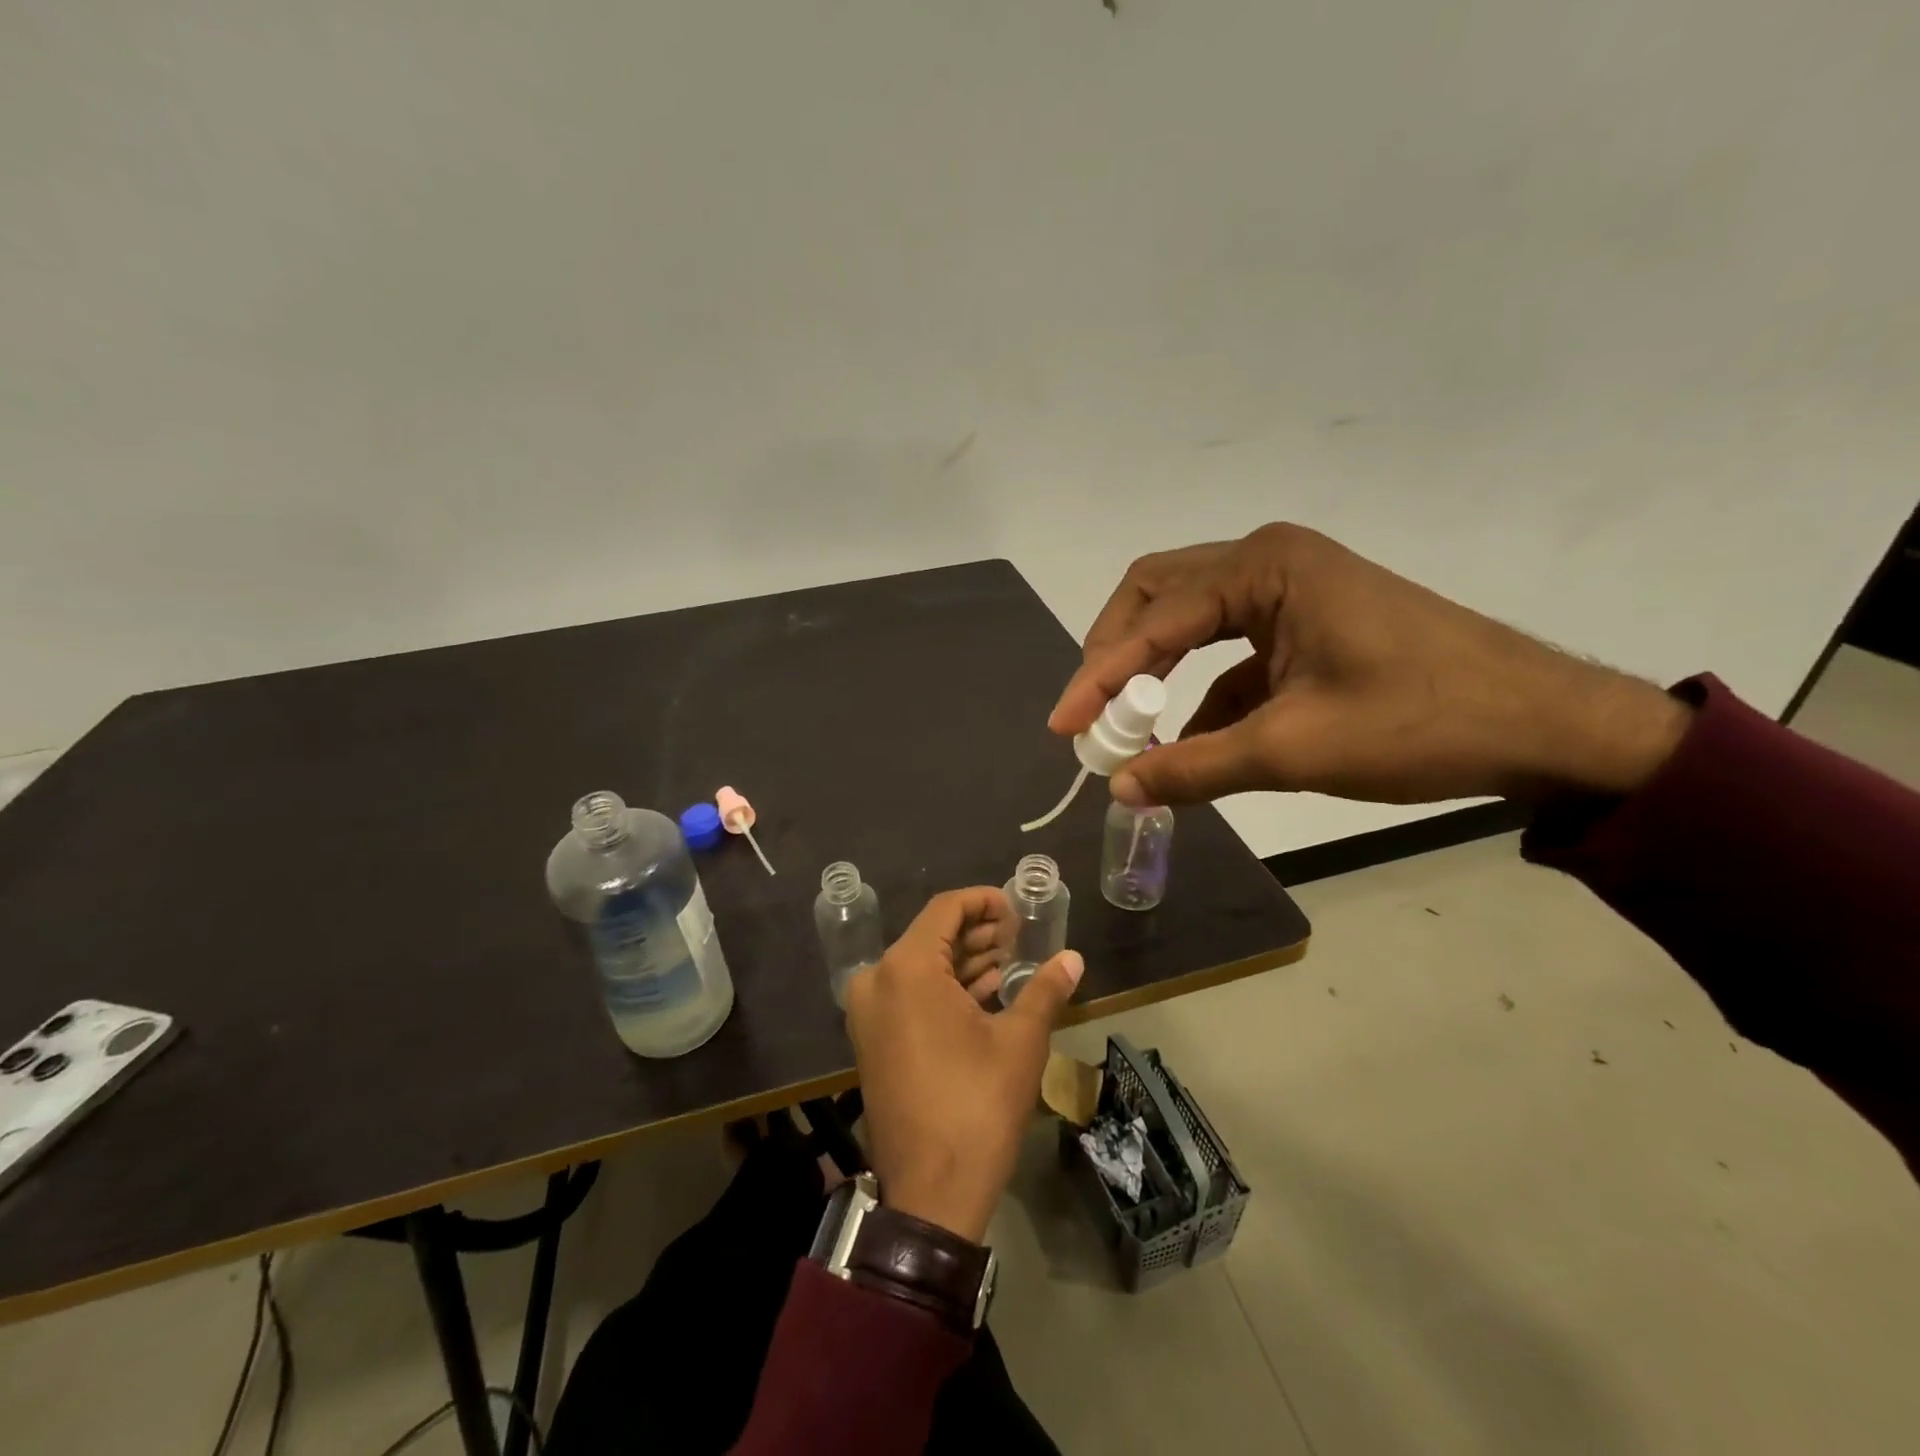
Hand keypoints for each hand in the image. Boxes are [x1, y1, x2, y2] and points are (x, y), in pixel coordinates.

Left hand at [844, 887, 1083, 1244]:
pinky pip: (910, 995)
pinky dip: (945, 988)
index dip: (984, 901)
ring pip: (921, 966)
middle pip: (931, 935)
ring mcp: (870, 1013)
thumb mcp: (1019, 1041)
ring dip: (963, 960)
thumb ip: (1045, 989)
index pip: (946, 909)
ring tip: (1009, 961)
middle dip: (977, 932)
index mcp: (906, 968)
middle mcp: (878, 981)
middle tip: (1019, 938)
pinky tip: (984, 991)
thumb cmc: (977, 1106)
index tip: (1018, 910)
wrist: (931, 1194)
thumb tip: (1074, 958)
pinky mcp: (873, 1040)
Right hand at [1050, 523, 1691, 807]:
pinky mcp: (1304, 623)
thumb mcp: (1295, 749)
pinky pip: (1229, 650)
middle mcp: (1268, 562)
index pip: (1154, 621)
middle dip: (1115, 653)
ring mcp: (1289, 589)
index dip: (1099, 676)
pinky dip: (1200, 691)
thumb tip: (1119, 790)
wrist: (1547, 725)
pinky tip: (1190, 738)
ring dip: (1153, 669)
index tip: (1065, 727)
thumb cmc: (1423, 723)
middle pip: (1157, 595)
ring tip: (1126, 725)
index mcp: (1265, 569)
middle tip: (1088, 710)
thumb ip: (1196, 767)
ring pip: (1189, 619)